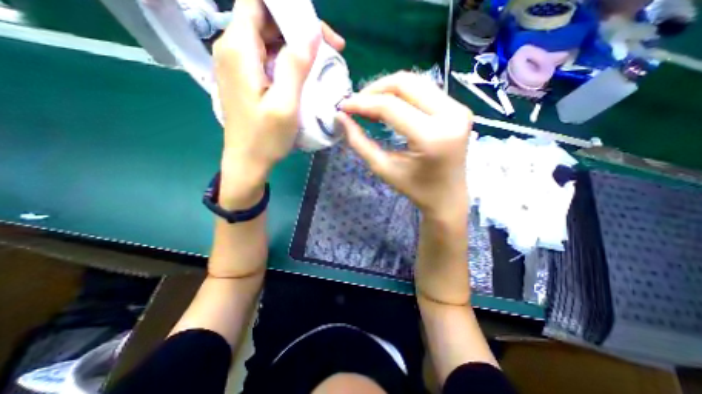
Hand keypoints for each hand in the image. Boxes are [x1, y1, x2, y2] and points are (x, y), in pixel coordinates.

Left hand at [213, 0, 344, 208]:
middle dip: (299, 29)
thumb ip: (296, 66)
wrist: (247, 161)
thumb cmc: (266, 138)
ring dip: (296, 46)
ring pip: (268, 39)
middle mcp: (232, 49)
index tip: (318, 31)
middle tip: (331, 49)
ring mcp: (237, 65)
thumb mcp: (285, 105)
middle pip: (266, 20)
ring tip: (321, 63)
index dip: (290, 9)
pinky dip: (287, 60)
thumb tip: (312, 33)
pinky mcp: (244, 78)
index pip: (259, 3)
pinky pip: (267, 57)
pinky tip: (303, 75)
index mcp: (239, 50)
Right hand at [339, 73, 473, 219]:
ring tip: (369, 106)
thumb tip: (341, 117)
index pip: (390, 106)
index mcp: (432, 137)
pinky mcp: (459, 108)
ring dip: (387, 90)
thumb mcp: (384, 168)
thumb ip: (360, 142)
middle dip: (374, 90)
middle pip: (405, 83)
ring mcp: (459, 109)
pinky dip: (402, 95)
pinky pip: (425, 90)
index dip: (362, 103)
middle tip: (356, 105)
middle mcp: (451, 115)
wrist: (448, 197)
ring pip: (415, 82)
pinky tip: (389, 107)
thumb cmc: (415, 189)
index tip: (343, 107)